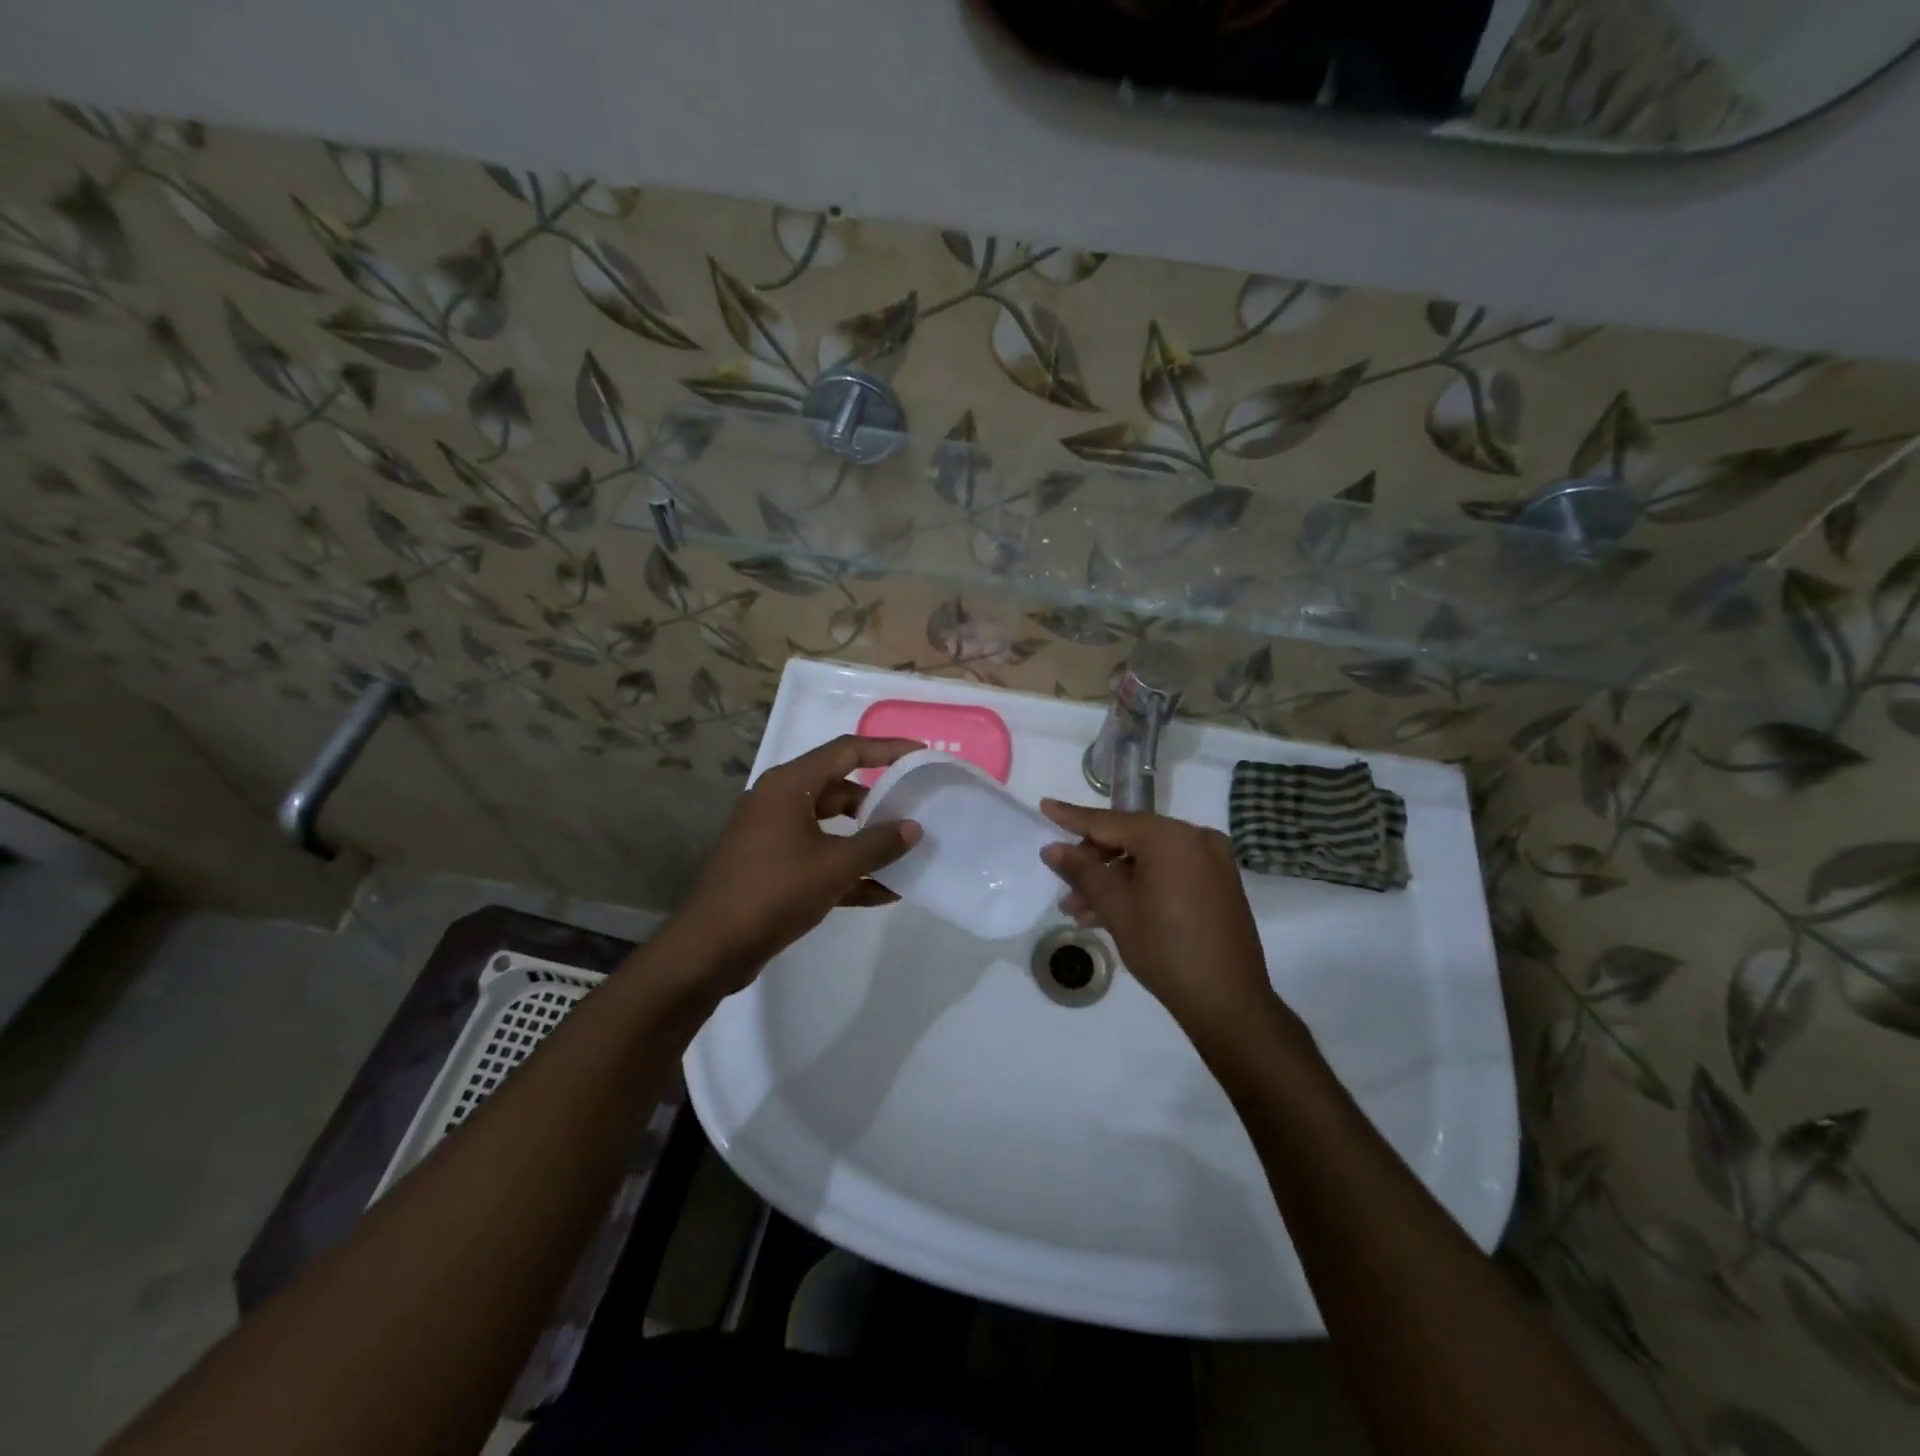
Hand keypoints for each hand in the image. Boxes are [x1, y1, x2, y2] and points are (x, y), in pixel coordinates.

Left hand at [675, 735, 923, 990]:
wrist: (713, 947)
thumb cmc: (775, 892)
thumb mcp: (834, 866)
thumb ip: (878, 844)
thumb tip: (913, 828)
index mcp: (789, 785)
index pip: (847, 751)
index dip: (887, 749)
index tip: (921, 754)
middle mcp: (779, 801)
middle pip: (839, 788)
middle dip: (878, 801)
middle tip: (915, 809)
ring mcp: (772, 834)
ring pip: (830, 825)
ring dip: (865, 839)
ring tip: (906, 852)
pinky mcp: (772, 866)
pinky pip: (818, 856)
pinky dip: (847, 869)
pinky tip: (884, 891)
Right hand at [1039, 799, 1276, 1046]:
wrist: (1228, 1002)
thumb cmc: (1165, 949)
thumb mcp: (1116, 908)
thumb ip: (1082, 871)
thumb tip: (1052, 848)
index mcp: (1170, 836)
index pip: (1110, 821)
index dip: (1072, 817)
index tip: (1045, 806)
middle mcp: (1196, 837)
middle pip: (1130, 838)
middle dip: (1094, 863)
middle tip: (1065, 890)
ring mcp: (1212, 860)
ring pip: (1149, 859)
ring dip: (1114, 880)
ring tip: (1080, 912)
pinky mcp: (1219, 883)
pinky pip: (1169, 872)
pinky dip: (1141, 885)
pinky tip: (1113, 913)